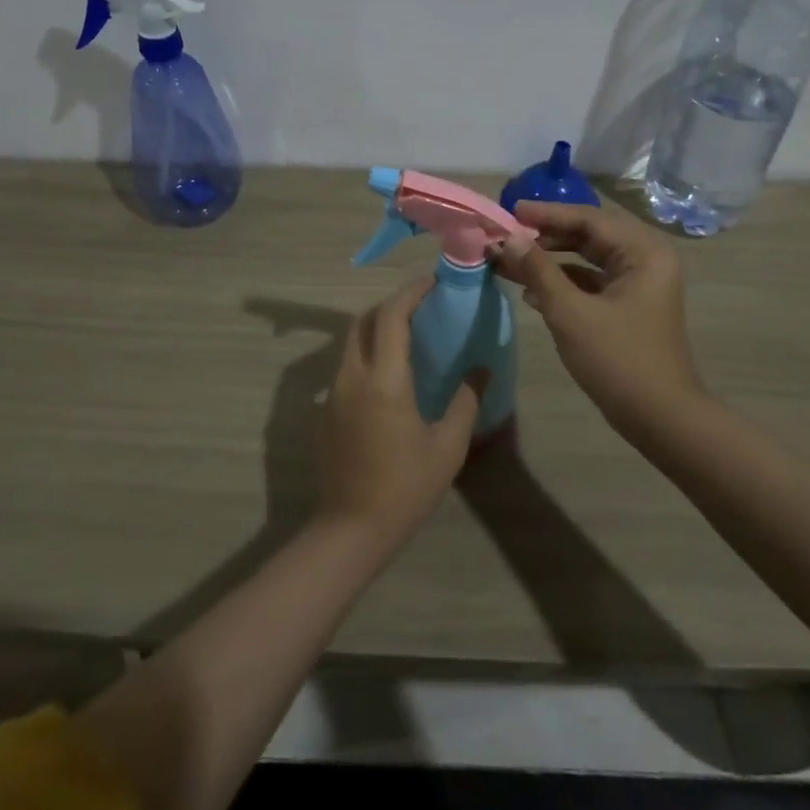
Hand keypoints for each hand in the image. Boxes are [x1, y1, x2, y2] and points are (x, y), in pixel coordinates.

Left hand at [314, 276, 485, 548]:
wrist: (351, 528)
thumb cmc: (405, 487)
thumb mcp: (447, 446)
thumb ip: (466, 401)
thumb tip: (482, 369)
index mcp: (384, 380)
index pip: (392, 316)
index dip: (411, 292)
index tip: (433, 281)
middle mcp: (352, 376)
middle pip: (365, 321)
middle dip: (392, 304)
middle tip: (423, 304)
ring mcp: (334, 391)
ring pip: (353, 341)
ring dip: (378, 327)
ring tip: (410, 333)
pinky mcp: (327, 409)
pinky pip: (347, 364)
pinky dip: (369, 352)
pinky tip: (391, 372)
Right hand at [493, 201, 702, 431]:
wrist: (660, 418)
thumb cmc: (618, 360)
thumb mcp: (571, 313)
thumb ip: (538, 270)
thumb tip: (509, 238)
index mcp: (643, 252)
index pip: (588, 219)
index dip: (546, 214)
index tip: (510, 211)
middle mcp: (645, 259)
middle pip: (588, 235)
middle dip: (545, 236)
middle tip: (506, 235)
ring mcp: (638, 284)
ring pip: (587, 259)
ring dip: (549, 260)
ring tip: (508, 261)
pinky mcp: (628, 306)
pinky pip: (590, 282)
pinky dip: (562, 283)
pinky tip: (530, 292)